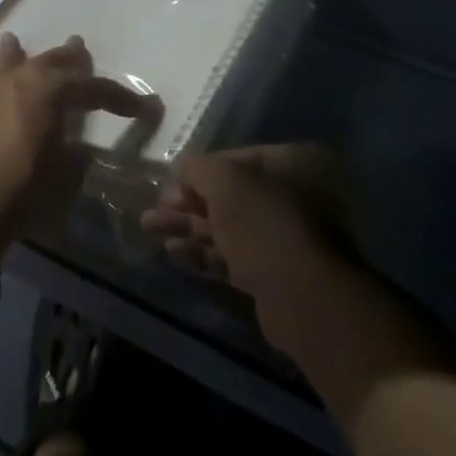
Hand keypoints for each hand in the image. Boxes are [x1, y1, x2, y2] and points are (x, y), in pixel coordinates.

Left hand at [0, 34, 161, 257]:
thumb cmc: (24, 187)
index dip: (120, 98)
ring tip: (18, 41)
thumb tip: (79, 146)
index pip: (93, 87)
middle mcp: (21, 79)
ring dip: (21, 54)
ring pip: (10, 61)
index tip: (143, 108)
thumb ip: (76, 152)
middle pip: (51, 62)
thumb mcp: (65, 172)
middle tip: (82, 49)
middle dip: (70, 58)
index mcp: (50, 90)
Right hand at [142, 144, 354, 339]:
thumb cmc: (265, 222)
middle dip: (189, 202)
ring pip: (232, 227)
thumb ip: (198, 167)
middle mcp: (301, 195)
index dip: (200, 170)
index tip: (170, 182)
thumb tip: (184, 166)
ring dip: (190, 227)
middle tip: (154, 209)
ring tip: (150, 228)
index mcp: (297, 163)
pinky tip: (173, 254)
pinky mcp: (281, 274)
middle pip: (233, 195)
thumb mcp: (223, 181)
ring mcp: (293, 238)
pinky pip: (238, 256)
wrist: (305, 297)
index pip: (239, 158)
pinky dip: (206, 253)